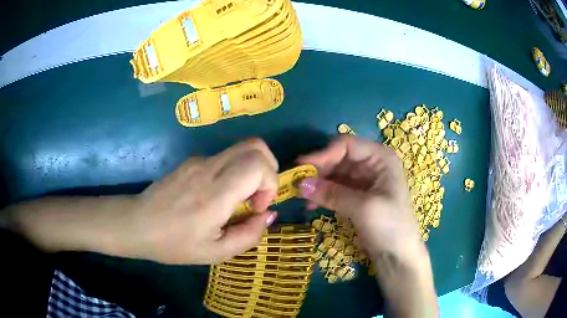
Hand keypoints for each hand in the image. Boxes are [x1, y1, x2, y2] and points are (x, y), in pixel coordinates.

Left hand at [122, 139, 278, 263]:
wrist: (137, 225)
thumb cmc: (174, 244)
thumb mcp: (215, 253)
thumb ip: (249, 235)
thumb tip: (268, 214)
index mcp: (215, 194)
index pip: (257, 163)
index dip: (270, 182)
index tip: (258, 207)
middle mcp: (208, 169)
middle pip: (254, 146)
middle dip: (268, 169)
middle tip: (257, 197)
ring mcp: (197, 161)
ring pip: (240, 149)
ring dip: (251, 171)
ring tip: (236, 200)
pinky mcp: (190, 161)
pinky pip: (223, 158)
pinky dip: (234, 172)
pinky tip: (216, 197)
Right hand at [297, 135, 423, 264]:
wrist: (398, 256)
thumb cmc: (390, 227)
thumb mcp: (363, 208)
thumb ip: (332, 193)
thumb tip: (300, 184)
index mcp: (381, 158)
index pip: (347, 145)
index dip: (323, 154)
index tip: (302, 167)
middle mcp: (372, 164)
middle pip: (338, 158)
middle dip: (318, 170)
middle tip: (296, 183)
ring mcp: (364, 181)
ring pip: (335, 174)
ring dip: (318, 184)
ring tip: (300, 196)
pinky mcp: (357, 197)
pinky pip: (336, 189)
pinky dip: (323, 195)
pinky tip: (310, 205)